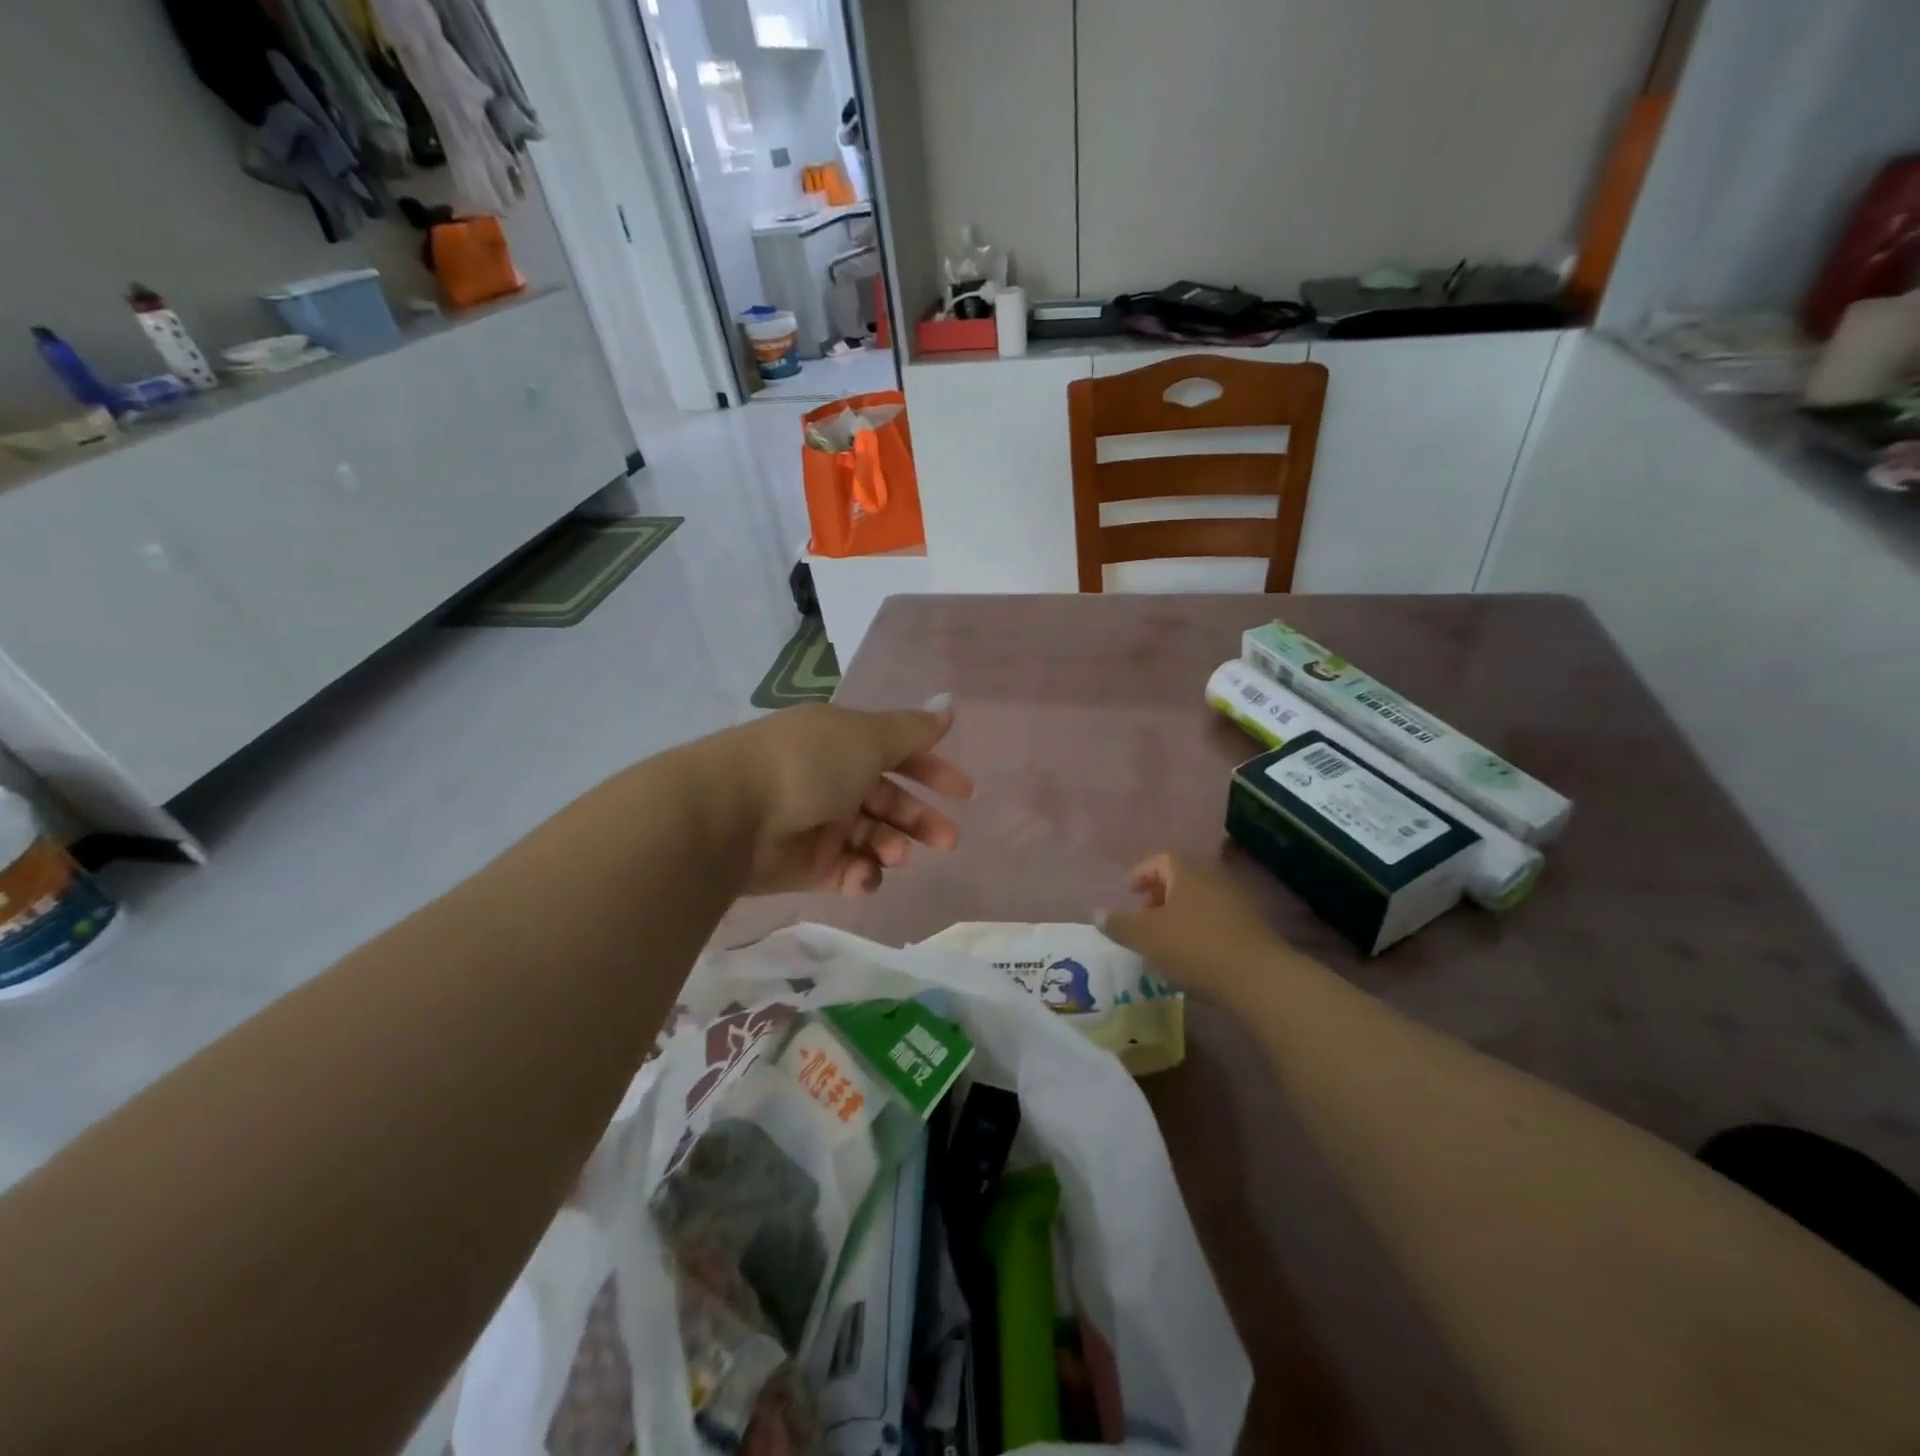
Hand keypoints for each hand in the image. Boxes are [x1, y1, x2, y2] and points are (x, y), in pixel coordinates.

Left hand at [715, 697, 973, 896]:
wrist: (731, 814)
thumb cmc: (808, 764)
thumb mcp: (867, 738)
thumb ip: (912, 731)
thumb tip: (949, 706)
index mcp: (845, 744)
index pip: (898, 754)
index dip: (933, 771)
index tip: (965, 794)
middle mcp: (833, 780)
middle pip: (889, 802)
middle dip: (921, 820)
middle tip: (947, 841)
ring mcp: (819, 824)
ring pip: (872, 839)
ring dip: (893, 847)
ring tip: (895, 856)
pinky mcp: (806, 865)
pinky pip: (847, 871)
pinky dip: (861, 875)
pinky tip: (864, 876)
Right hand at [1097, 853, 1291, 1004]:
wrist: (1257, 978)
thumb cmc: (1194, 947)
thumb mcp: (1146, 937)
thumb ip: (1119, 924)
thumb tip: (1096, 913)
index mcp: (1186, 872)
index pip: (1159, 860)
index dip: (1140, 874)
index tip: (1128, 892)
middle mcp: (1212, 878)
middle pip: (1180, 879)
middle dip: (1158, 896)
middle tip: (1143, 918)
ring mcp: (1236, 901)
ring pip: (1198, 900)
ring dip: (1178, 915)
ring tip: (1163, 941)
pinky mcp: (1251, 927)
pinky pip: (1215, 919)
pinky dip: (1198, 929)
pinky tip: (1191, 955)